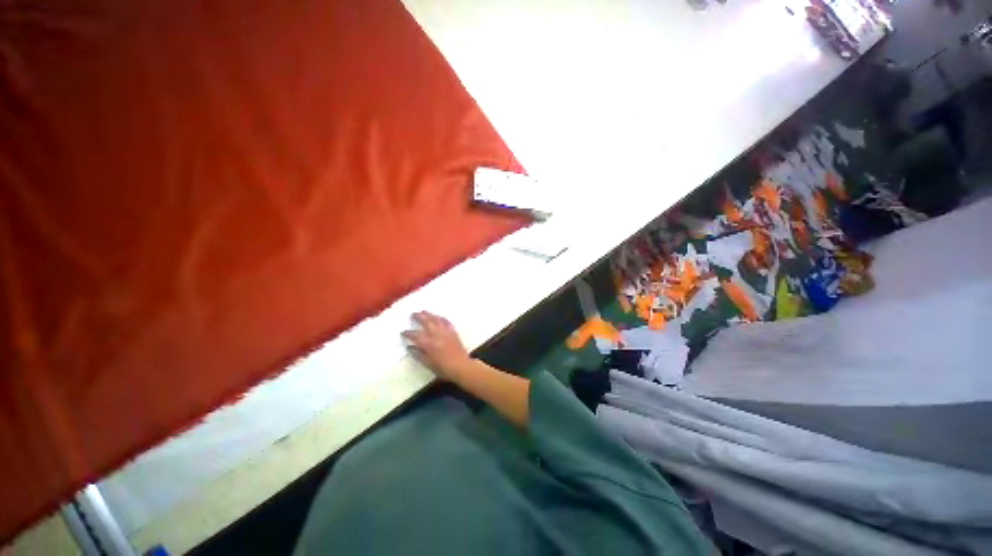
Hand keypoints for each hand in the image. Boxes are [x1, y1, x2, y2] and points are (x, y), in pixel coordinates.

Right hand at [402, 312, 471, 380]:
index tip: (403, 332)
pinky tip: (439, 316)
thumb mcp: (428, 364)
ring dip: (429, 314)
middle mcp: (437, 335)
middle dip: (419, 317)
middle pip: (427, 322)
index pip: (416, 336)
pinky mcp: (453, 332)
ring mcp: (446, 332)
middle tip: (413, 314)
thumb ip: (418, 355)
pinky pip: (446, 322)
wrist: (461, 366)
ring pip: (437, 319)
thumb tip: (410, 347)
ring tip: (424, 311)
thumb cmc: (443, 368)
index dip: (408, 333)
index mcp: (429, 344)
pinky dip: (441, 318)